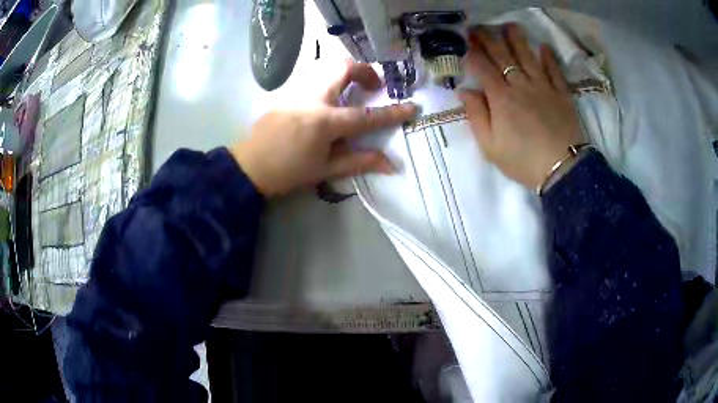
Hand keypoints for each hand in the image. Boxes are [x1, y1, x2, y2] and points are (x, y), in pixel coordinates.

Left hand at [232, 62, 416, 195]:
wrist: (250, 166)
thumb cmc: (288, 171)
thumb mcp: (326, 170)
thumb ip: (360, 161)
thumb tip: (392, 164)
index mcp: (325, 122)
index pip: (366, 115)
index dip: (392, 112)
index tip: (412, 107)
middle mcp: (313, 99)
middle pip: (343, 68)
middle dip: (365, 71)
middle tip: (373, 86)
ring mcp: (297, 92)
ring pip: (326, 66)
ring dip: (346, 71)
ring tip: (352, 89)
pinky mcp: (287, 92)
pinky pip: (313, 75)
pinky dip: (329, 77)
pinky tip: (329, 95)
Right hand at [459, 24, 583, 188]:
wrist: (562, 169)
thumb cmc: (523, 160)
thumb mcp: (491, 146)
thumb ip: (476, 116)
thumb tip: (464, 91)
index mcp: (500, 97)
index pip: (482, 67)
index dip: (471, 52)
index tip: (463, 42)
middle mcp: (520, 84)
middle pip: (502, 55)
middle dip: (488, 38)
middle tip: (478, 27)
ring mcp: (543, 86)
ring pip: (528, 56)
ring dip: (517, 39)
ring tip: (509, 26)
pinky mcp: (561, 93)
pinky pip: (554, 70)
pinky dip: (549, 58)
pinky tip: (544, 47)